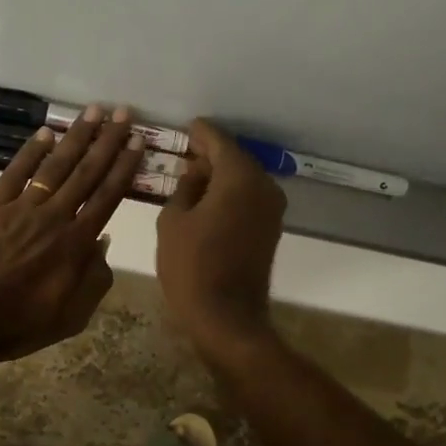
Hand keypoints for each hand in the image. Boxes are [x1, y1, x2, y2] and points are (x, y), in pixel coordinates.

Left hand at [0, 107, 144, 362]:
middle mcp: (54, 217)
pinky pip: (15, 172)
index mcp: (76, 245)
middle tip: (123, 113)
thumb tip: (104, 241)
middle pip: (86, 173)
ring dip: (77, 137)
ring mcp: (20, 208)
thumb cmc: (19, 324)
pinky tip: (47, 132)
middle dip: (108, 141)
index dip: (124, 168)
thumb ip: (95, 280)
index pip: (107, 197)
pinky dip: (32, 150)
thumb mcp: (72, 317)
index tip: (138, 142)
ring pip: (55, 166)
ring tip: (93, 112)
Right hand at [157, 119, 285, 353]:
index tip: (185, 128)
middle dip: (209, 155)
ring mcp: (272, 209)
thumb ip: (184, 187)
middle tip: (183, 154)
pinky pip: (248, 199)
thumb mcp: (173, 220)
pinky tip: (206, 201)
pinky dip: (229, 194)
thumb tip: (195, 172)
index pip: (218, 141)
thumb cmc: (191, 266)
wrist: (226, 317)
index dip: (199, 133)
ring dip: (219, 176)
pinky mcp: (271, 229)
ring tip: (190, 178)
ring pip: (243, 180)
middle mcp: (263, 186)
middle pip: (235, 159)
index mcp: (239, 177)